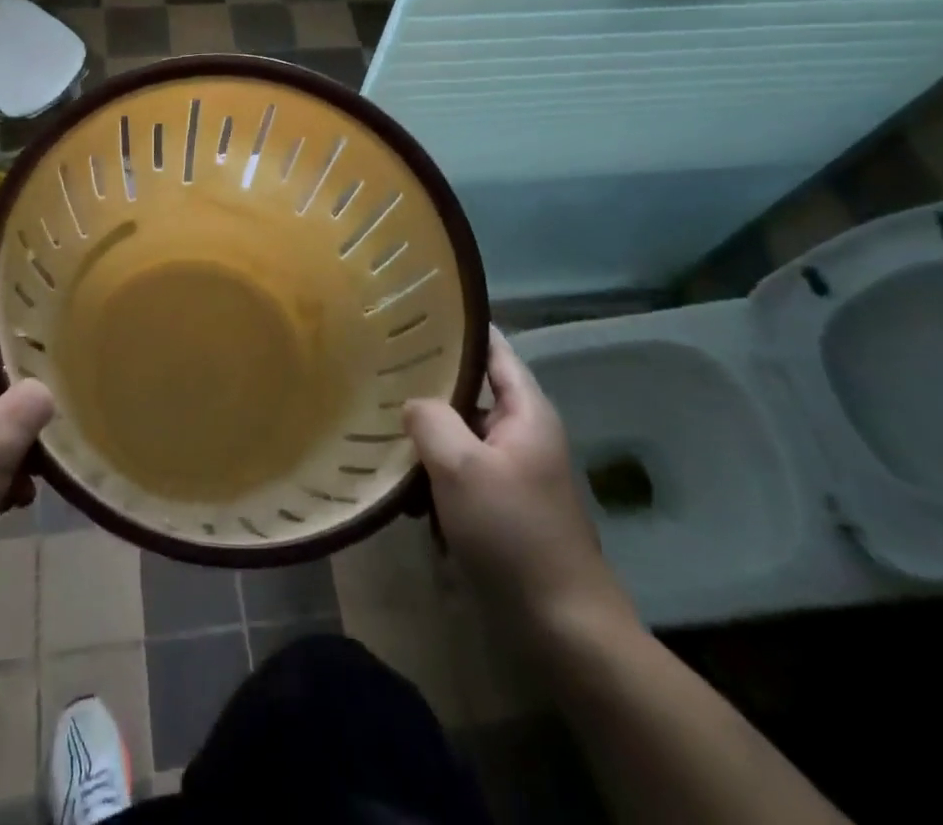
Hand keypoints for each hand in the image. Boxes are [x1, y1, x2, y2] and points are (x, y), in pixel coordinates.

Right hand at [403, 329, 632, 643]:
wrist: (564, 629)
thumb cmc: (514, 535)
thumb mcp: (461, 469)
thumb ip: (430, 420)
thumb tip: (413, 403)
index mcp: (525, 411)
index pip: (493, 347)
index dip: (457, 327)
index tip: (412, 312)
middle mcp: (521, 432)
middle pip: (470, 390)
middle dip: (427, 384)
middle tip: (378, 369)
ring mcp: (512, 470)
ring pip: (459, 433)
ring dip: (426, 436)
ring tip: (379, 427)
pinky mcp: (501, 505)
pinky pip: (460, 472)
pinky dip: (434, 475)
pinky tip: (403, 489)